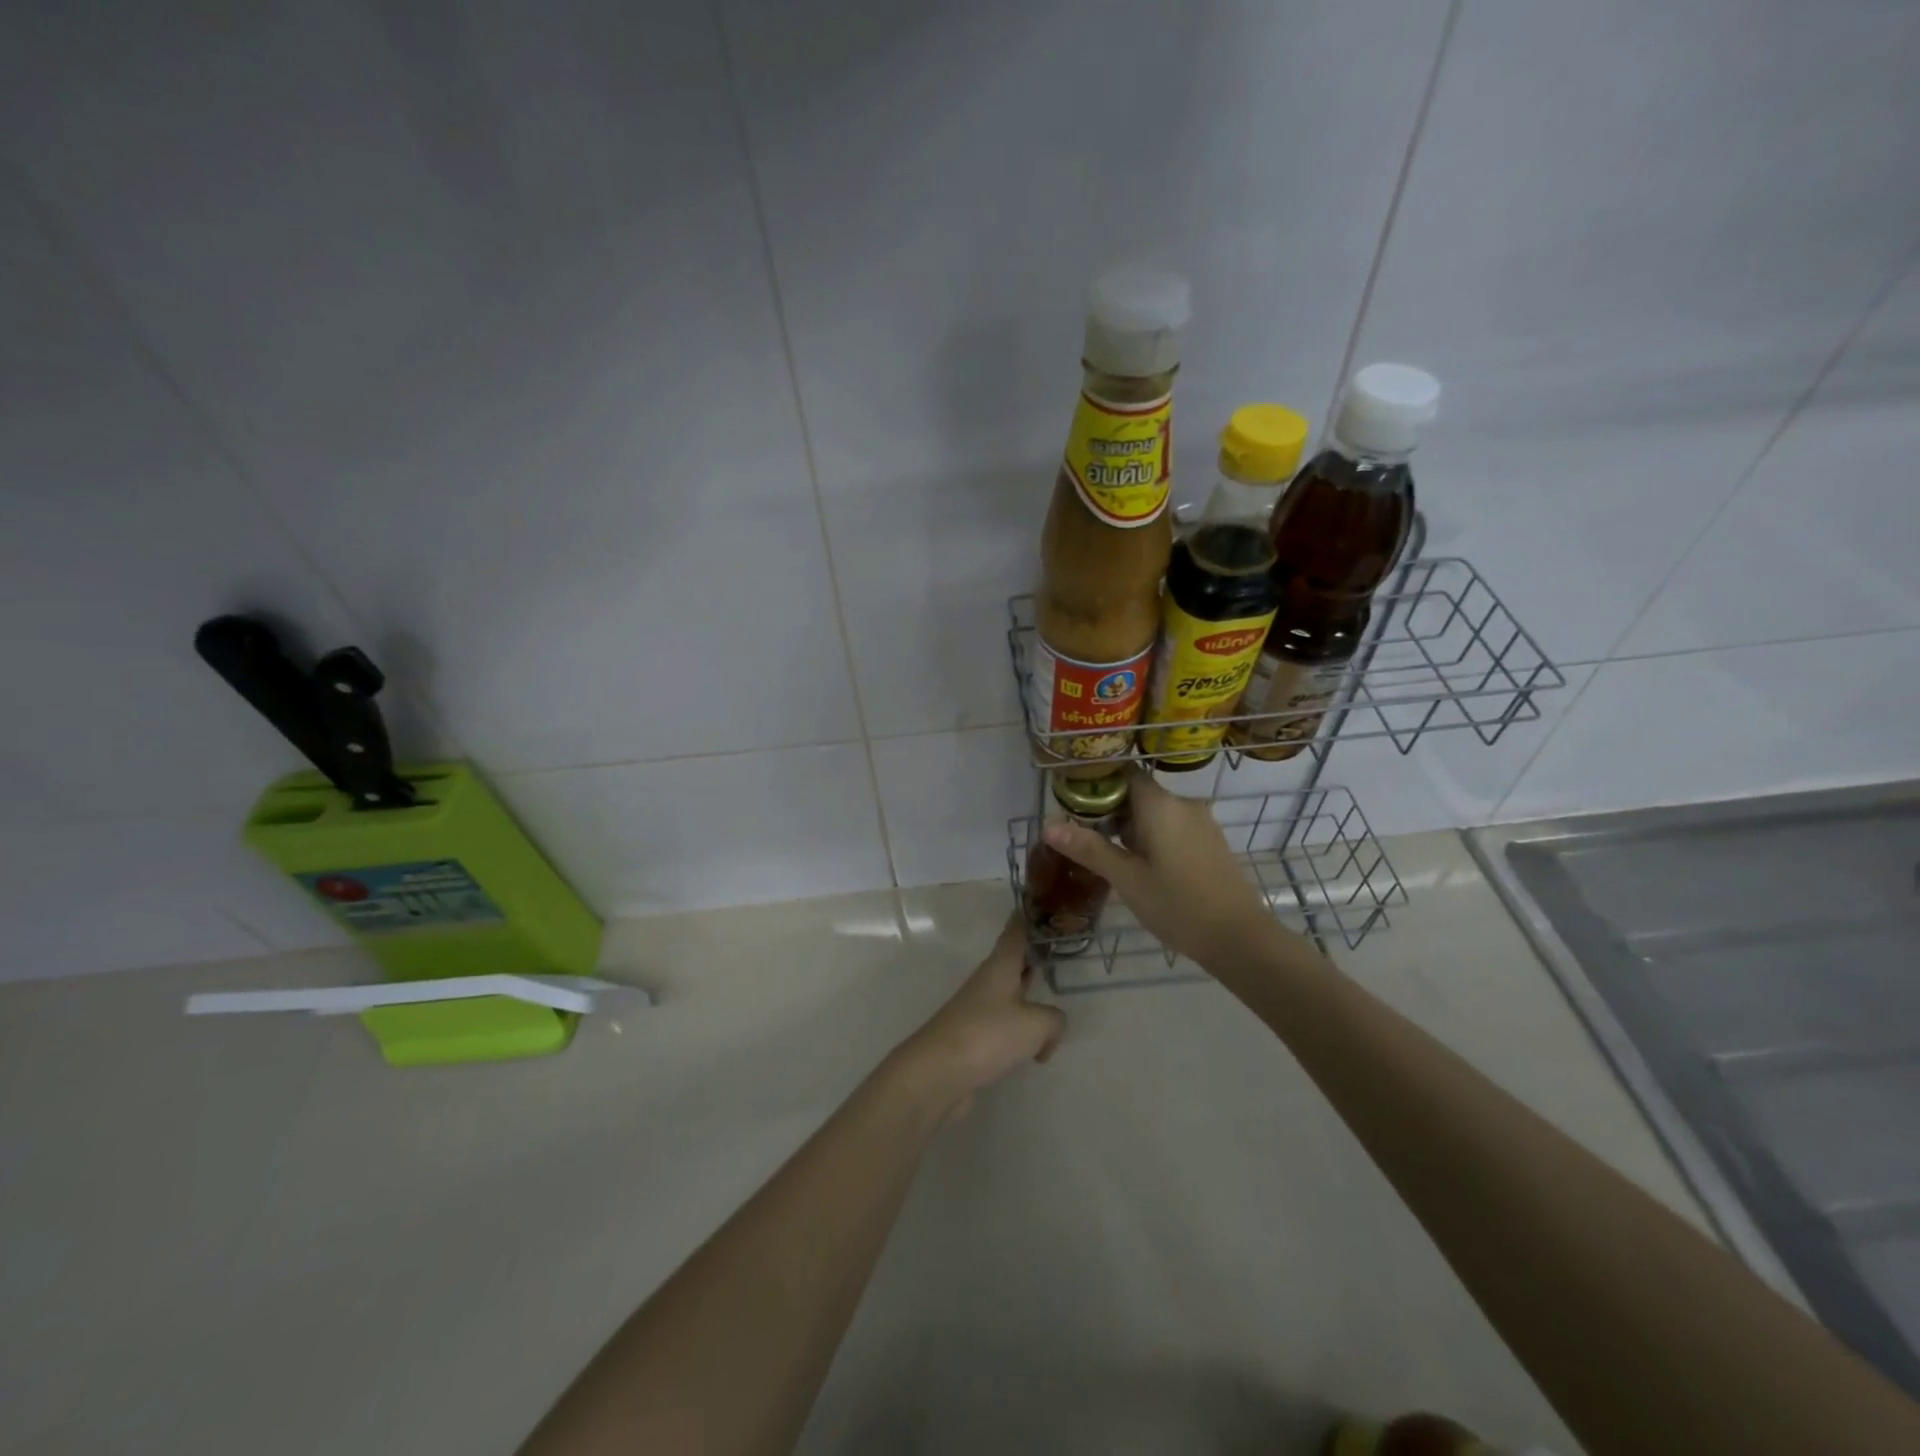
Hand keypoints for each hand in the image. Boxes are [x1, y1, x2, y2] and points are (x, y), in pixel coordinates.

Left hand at [891, 915, 1065, 1119]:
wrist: (938, 1072)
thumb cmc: (988, 1035)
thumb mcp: (1035, 1024)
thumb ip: (1054, 1019)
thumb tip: (1052, 1026)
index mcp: (1001, 965)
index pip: (1016, 931)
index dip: (1029, 916)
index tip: (1041, 901)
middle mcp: (988, 981)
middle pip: (1014, 961)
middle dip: (1035, 955)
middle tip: (1061, 949)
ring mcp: (978, 1009)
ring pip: (1012, 994)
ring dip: (1031, 996)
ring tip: (1054, 1000)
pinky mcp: (975, 1037)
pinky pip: (1006, 1025)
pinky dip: (1023, 1033)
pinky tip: (1037, 1050)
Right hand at [1039, 765, 1285, 972]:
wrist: (1239, 938)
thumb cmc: (1177, 904)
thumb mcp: (1125, 878)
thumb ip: (1088, 848)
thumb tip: (1048, 825)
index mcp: (1160, 804)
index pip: (1124, 773)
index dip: (1097, 782)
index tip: (1072, 800)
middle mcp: (1183, 804)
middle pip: (1138, 793)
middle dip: (1109, 810)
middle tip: (1080, 834)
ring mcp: (1201, 823)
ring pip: (1156, 813)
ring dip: (1130, 827)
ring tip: (1104, 853)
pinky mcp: (1211, 843)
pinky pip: (1173, 828)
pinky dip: (1151, 838)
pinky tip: (1139, 866)